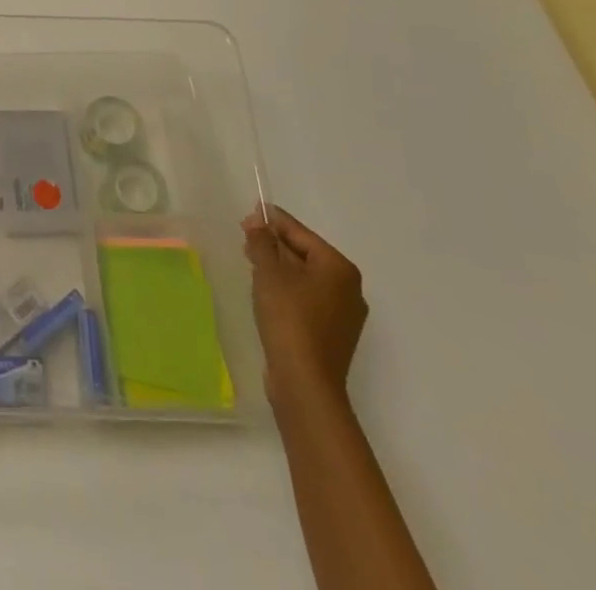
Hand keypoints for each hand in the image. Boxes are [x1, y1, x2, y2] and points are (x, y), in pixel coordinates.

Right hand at [243, 205, 367, 409]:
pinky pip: (308, 298)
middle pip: (305, 254)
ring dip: (279, 266)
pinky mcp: (333, 334)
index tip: (250, 212)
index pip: (301, 233)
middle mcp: (349, 288)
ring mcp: (344, 314)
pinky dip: (288, 289)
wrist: (305, 383)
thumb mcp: (269, 272)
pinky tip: (266, 291)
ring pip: (306, 277)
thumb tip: (258, 221)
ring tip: (252, 261)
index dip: (273, 221)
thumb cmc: (289, 318)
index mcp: (339, 268)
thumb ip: (262, 242)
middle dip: (275, 244)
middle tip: (246, 237)